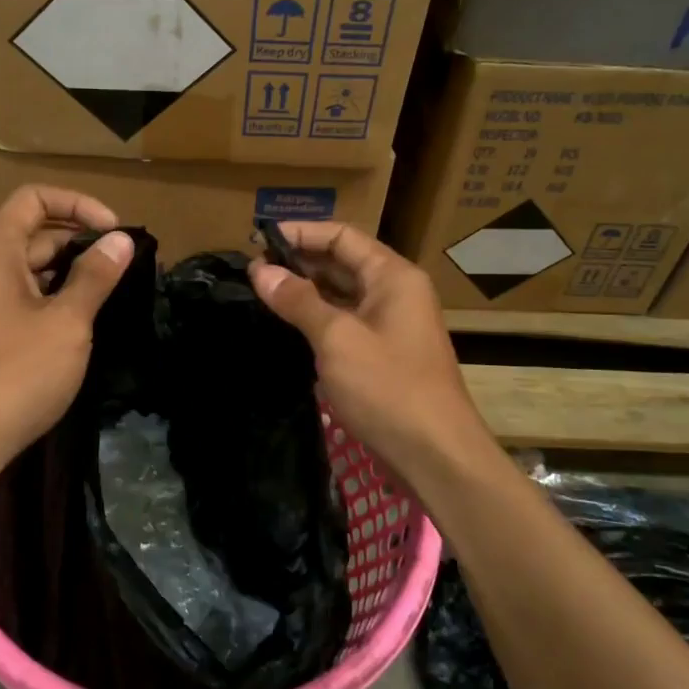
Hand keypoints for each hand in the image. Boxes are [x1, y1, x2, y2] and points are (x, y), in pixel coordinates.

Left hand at [0, 186, 134, 470]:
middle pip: (32, 232)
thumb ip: (95, 276)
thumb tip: (121, 239)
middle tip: (122, 266)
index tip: (114, 232)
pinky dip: (48, 296)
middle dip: (79, 241)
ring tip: (108, 292)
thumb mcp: (66, 322)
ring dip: (67, 272)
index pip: (35, 199)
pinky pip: (16, 296)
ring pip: (26, 268)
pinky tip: (77, 322)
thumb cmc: (16, 373)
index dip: (79, 204)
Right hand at [249, 222, 495, 482]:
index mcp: (393, 276)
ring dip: (306, 291)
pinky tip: (288, 325)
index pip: (342, 236)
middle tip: (253, 269)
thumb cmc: (388, 388)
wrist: (435, 455)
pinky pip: (346, 322)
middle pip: (342, 262)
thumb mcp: (337, 339)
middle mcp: (395, 292)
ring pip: (342, 294)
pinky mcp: (384, 354)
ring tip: (262, 292)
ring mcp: (391, 325)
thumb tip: (260, 270)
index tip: (258, 238)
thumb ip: (298, 300)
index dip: (301, 233)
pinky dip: (318, 318)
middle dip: (299, 261)